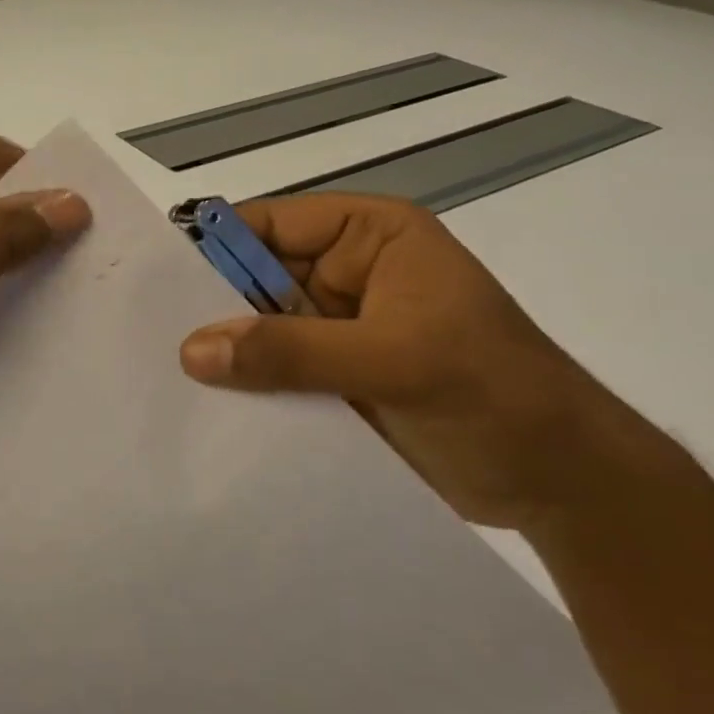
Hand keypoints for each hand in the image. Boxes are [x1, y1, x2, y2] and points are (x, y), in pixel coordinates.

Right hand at [178, 194, 633, 531]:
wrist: (568, 488)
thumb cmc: (497, 396)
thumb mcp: (396, 362)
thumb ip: (294, 352)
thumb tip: (193, 350)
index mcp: (367, 236)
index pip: (269, 226)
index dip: (213, 249)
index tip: (152, 284)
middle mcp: (344, 271)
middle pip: (255, 277)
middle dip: (210, 307)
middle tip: (145, 337)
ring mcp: (337, 326)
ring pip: (259, 329)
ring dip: (224, 353)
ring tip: (160, 377)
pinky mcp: (333, 375)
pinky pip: (274, 371)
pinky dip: (245, 388)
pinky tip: (204, 409)